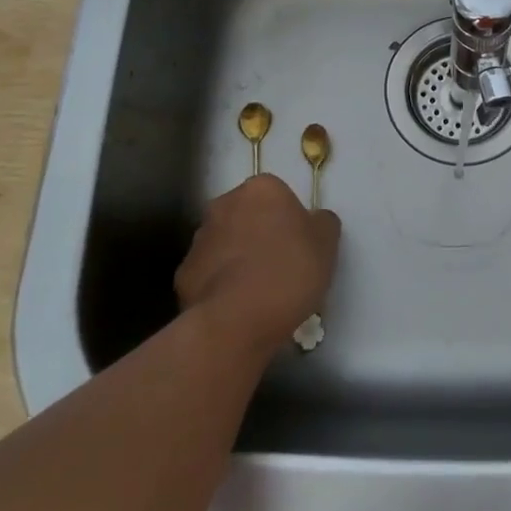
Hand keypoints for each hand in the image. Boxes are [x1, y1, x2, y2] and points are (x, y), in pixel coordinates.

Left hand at [175, 175, 339, 359]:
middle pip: (247, 214)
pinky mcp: (182, 274)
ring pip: (225, 243)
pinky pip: (209, 273)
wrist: (237, 321)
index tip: (299, 244)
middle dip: (259, 233)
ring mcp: (199, 239)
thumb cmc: (289, 271)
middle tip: (280, 264)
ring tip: (258, 291)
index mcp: (261, 189)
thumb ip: (321, 223)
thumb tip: (313, 221)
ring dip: (238, 257)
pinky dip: (220, 284)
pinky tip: (237, 307)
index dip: (289, 218)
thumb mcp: (327, 243)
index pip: (277, 194)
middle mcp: (224, 204)